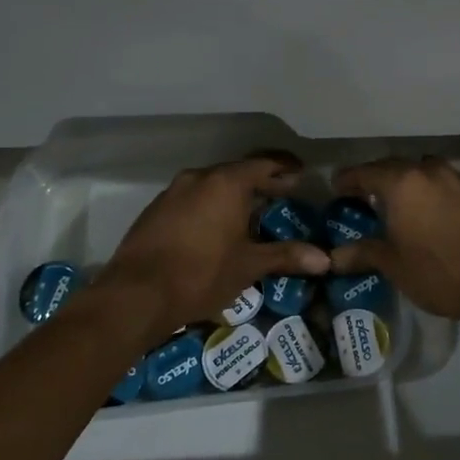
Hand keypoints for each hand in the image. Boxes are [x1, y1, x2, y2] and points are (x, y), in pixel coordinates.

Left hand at [98, 153, 329, 343]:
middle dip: (261, 182)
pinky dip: (210, 206)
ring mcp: (172, 192)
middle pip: (237, 172)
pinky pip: (192, 199)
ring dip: (233, 195)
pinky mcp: (155, 210)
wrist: (134, 295)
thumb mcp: (248, 266)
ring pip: (212, 185)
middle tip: (283, 194)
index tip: (301, 174)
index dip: (285, 168)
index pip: (263, 163)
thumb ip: (285, 256)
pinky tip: (216, 229)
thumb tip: (325, 259)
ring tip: (251, 214)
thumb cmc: (200, 274)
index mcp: (226, 182)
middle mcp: (199, 178)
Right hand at [327, 157, 459, 322]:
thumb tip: (333, 257)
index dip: (348, 179)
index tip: (337, 187)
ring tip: (405, 203)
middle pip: (397, 167)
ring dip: (412, 182)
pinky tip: (439, 215)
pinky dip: (438, 194)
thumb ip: (363, 253)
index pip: (366, 172)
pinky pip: (451, 185)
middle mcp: (430, 172)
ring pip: (427, 171)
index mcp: (403, 183)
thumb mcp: (394, 265)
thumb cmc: (438, 273)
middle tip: (367, 195)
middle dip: (380, 178)